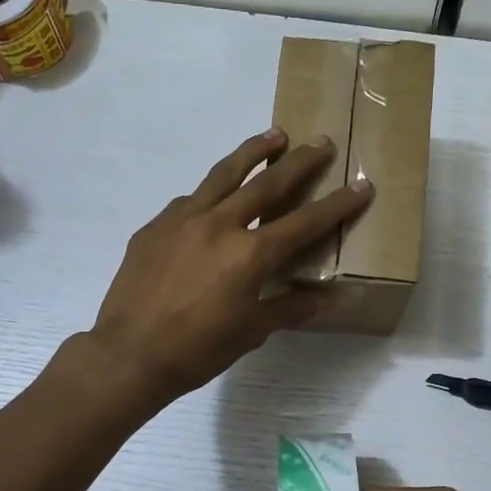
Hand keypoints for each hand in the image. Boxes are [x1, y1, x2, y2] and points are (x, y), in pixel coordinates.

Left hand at [87, 128, 371, 406]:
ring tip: (273, 136)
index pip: (304, 223)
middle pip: (267, 183)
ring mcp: (183, 219)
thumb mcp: (250, 332)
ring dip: (252, 153)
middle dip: (300, 161)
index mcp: (250, 255)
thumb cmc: (197, 351)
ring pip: (224, 174)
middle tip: (320, 142)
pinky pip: (190, 200)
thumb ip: (289, 308)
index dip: (338, 205)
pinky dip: (211, 192)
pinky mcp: (155, 226)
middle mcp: (220, 224)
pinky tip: (214, 197)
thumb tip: (328, 299)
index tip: (362, 185)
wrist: (129, 355)